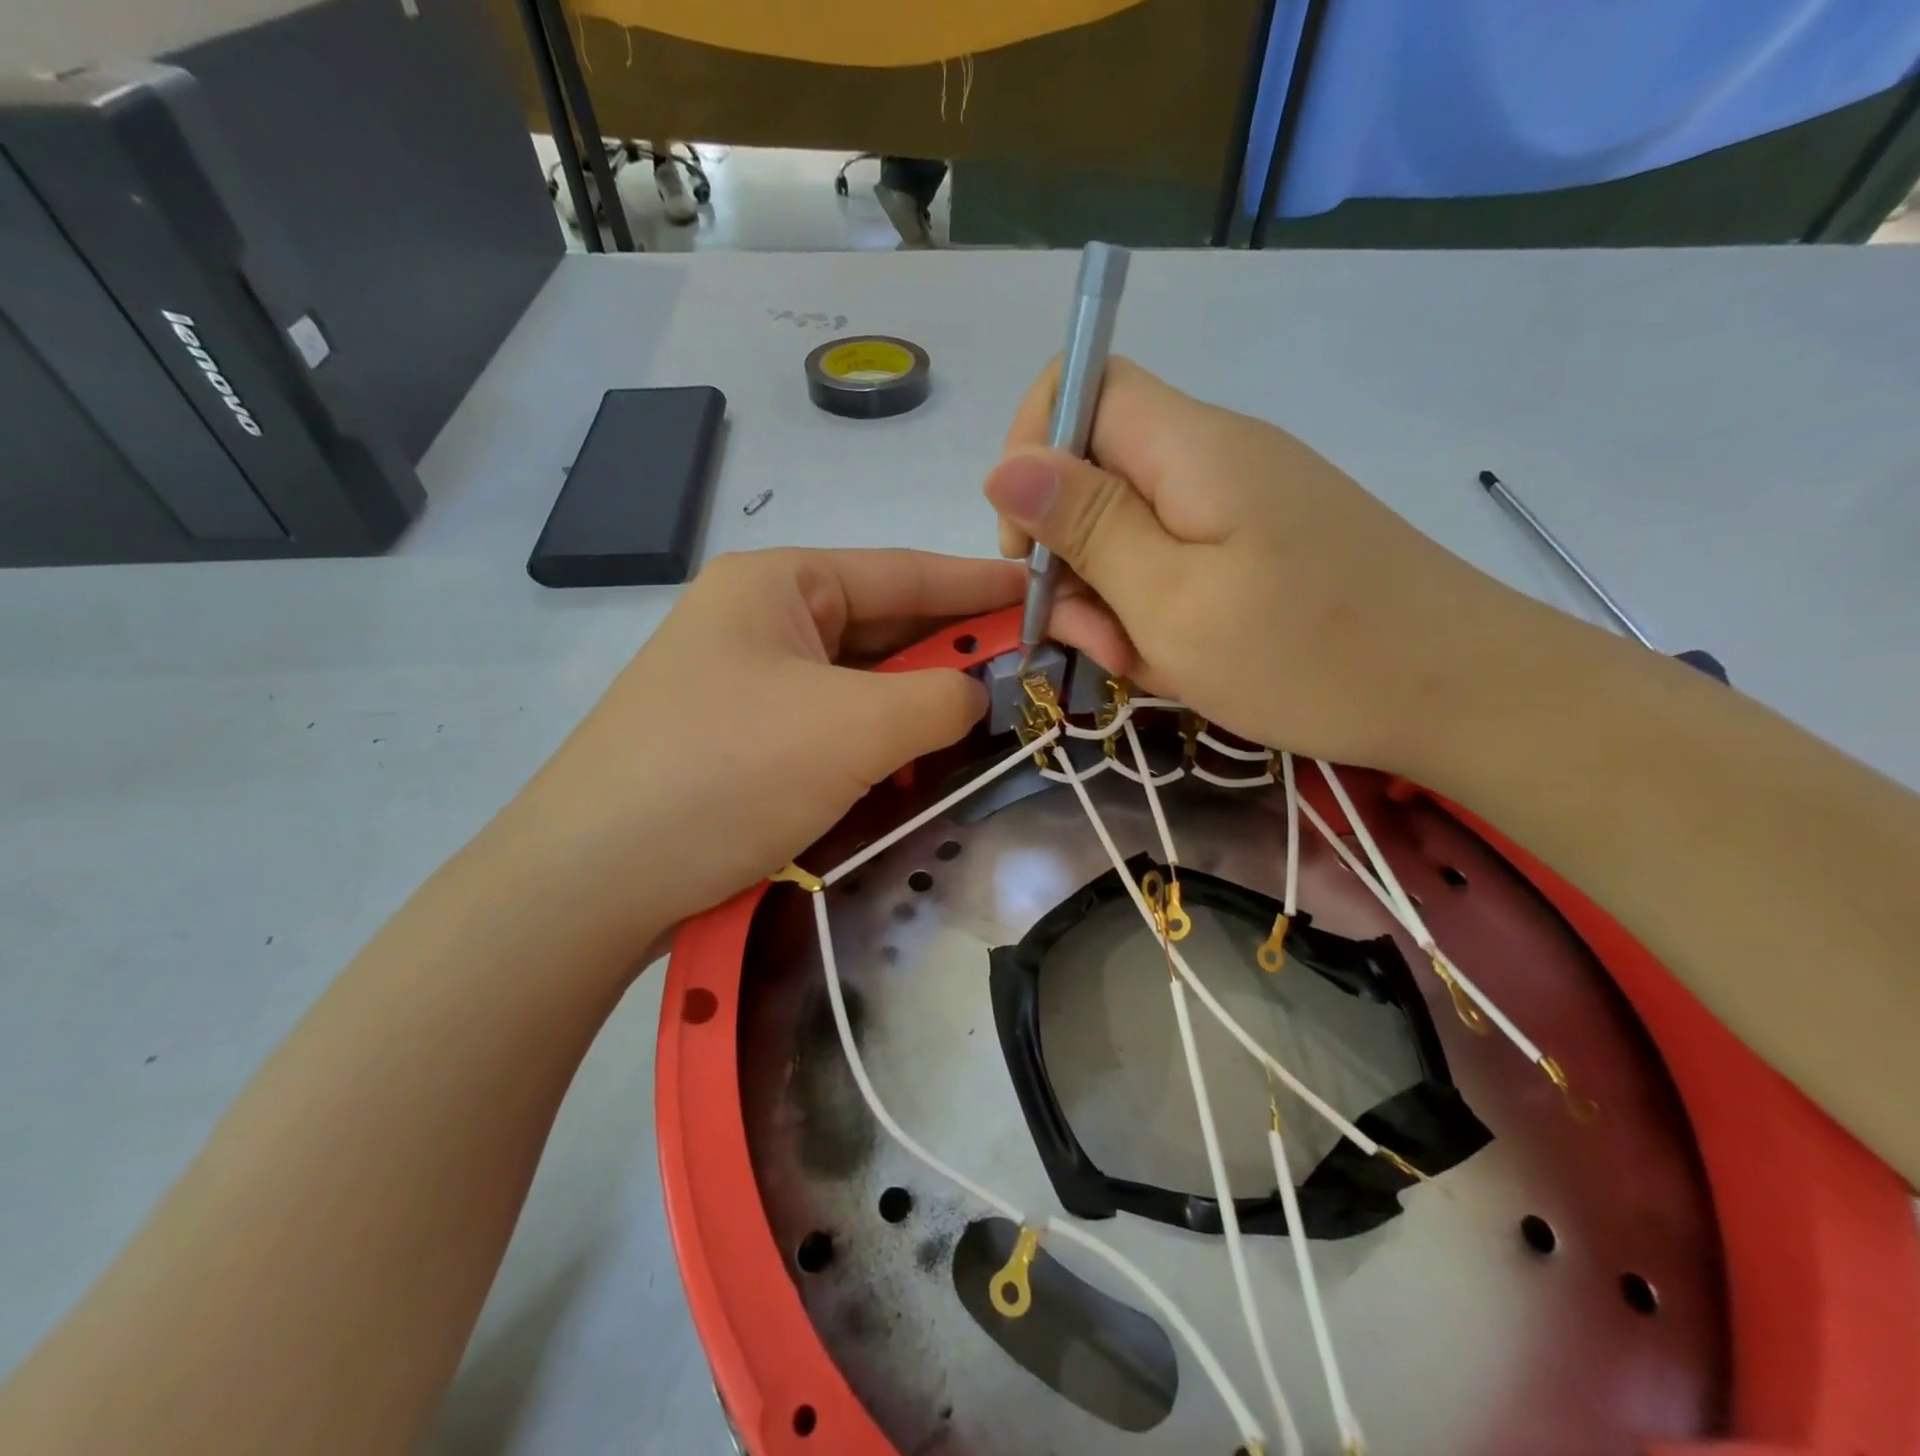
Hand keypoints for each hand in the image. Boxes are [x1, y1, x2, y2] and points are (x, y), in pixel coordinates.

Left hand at [489, 549, 1021, 958]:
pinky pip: (837, 729)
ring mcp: (752, 685)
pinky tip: (917, 767)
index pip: (905, 572)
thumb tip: (980, 696)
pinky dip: (881, 745)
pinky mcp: (748, 743)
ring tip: (988, 726)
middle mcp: (764, 622)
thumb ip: (941, 697)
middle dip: (955, 657)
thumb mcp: (853, 727)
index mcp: (780, 584)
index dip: (981, 584)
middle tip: (1032, 676)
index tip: (1046, 593)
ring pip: (864, 686)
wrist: (592, 883)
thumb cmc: (725, 774)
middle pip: (886, 630)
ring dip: (920, 709)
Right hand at [983, 357, 1564, 772]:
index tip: (1028, 544)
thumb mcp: (1172, 601)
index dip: (1031, 450)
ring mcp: (1242, 505)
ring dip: (1116, 599)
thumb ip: (1088, 528)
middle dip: (1074, 558)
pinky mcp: (1261, 547)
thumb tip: (1004, 467)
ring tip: (1149, 663)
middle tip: (1099, 638)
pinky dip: (1160, 613)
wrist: (1464, 694)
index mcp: (1191, 448)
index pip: (1080, 386)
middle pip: (1099, 472)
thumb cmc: (1308, 653)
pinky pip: (1177, 564)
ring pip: (1133, 531)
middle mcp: (1214, 458)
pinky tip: (1183, 663)